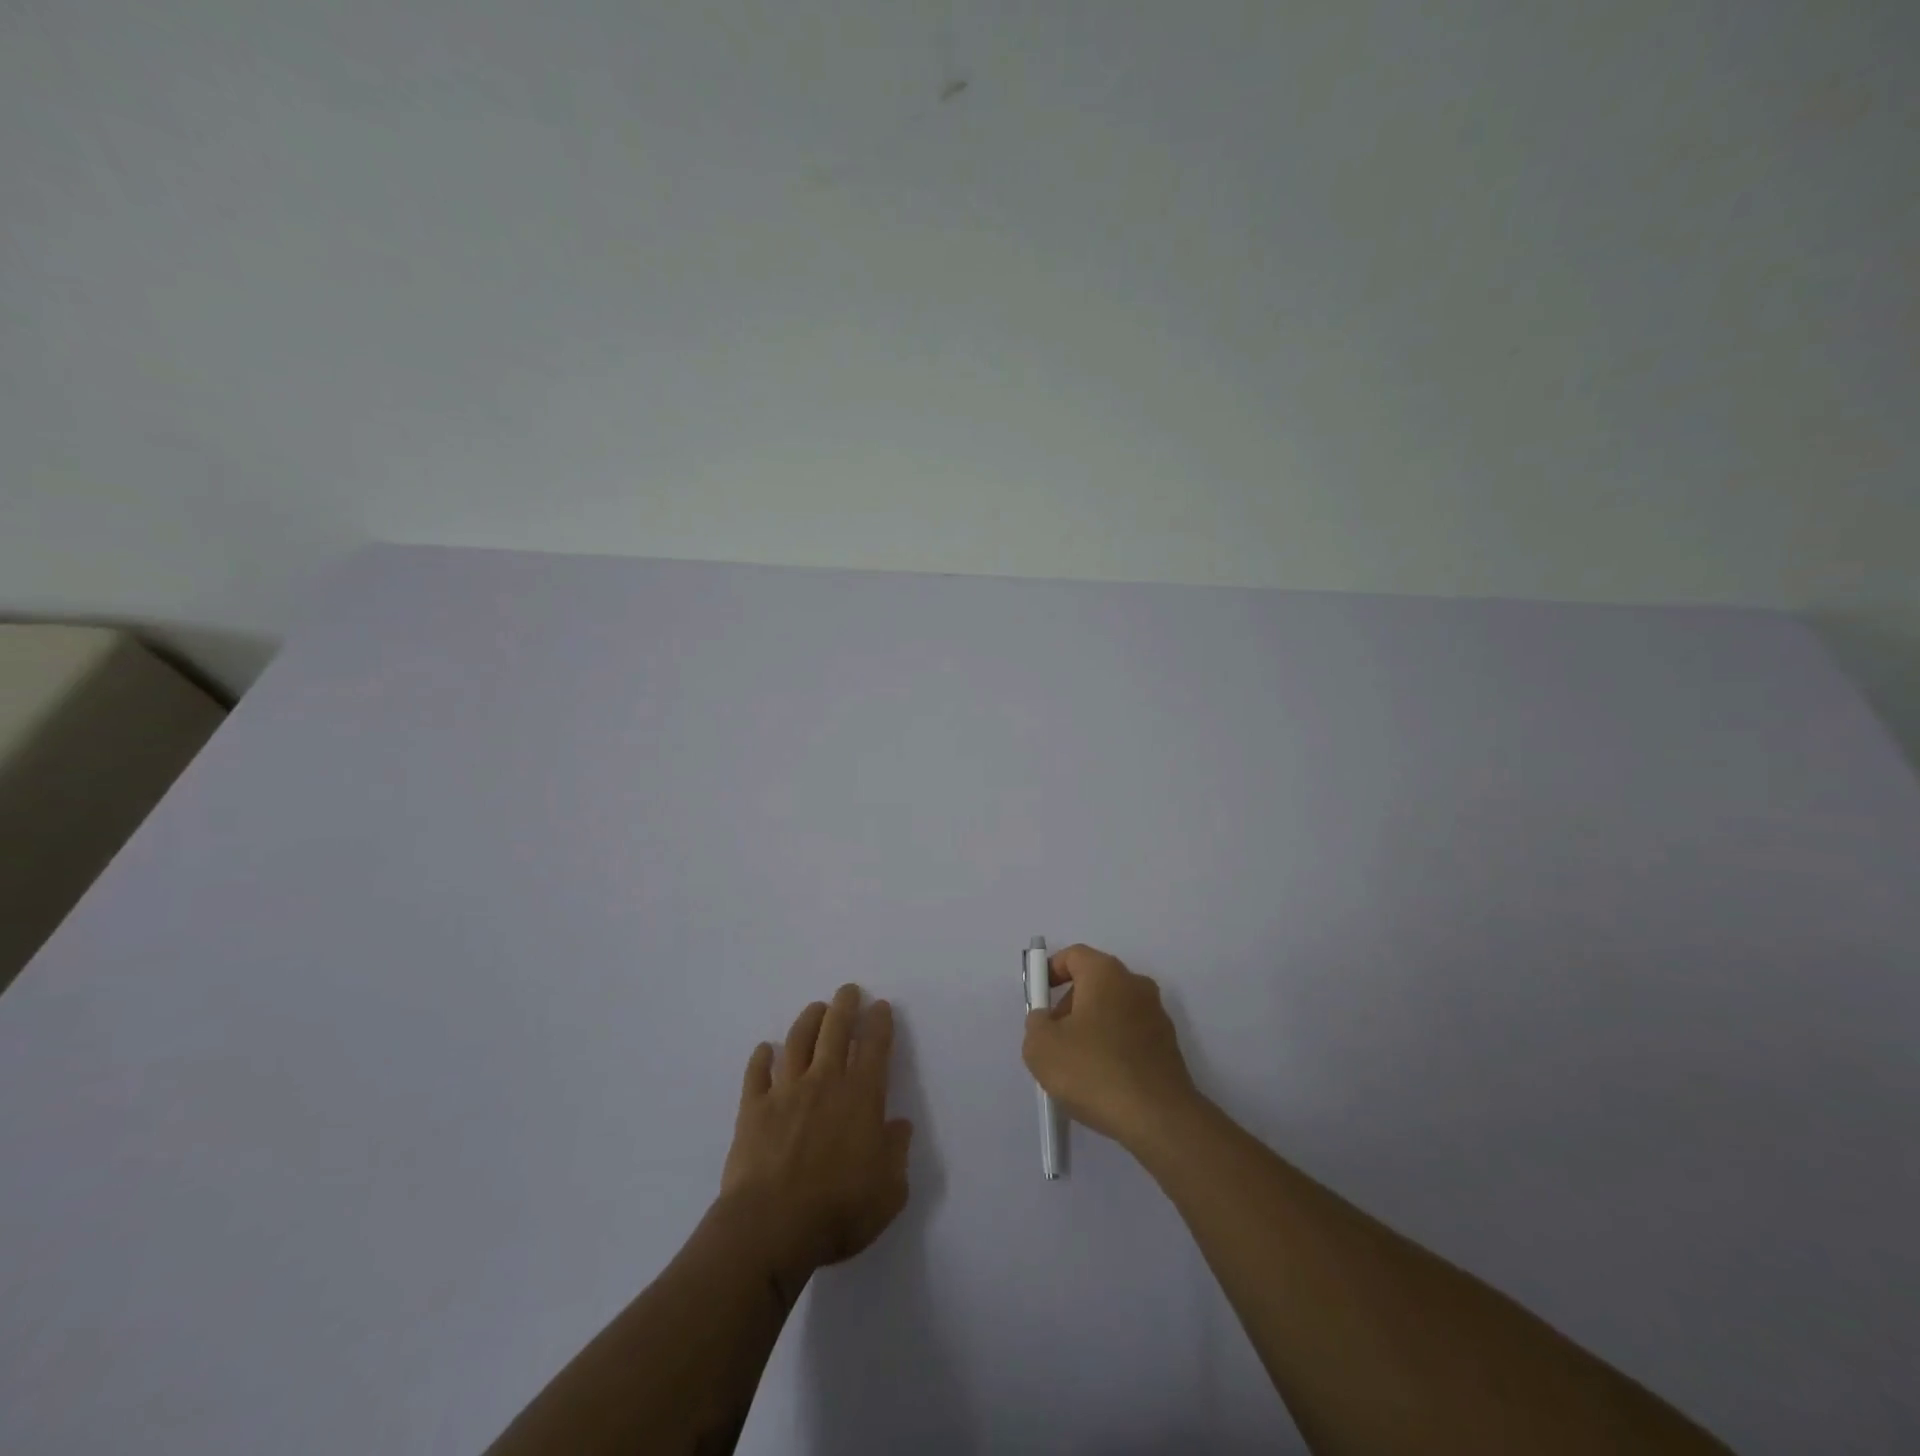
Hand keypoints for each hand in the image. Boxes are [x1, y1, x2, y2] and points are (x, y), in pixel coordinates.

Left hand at [716, 985, 912, 1290]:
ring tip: (816, 1008)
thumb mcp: (889, 1191)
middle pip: (835, 1031)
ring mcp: (786, 1092)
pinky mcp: (753, 1109)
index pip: (875, 1047)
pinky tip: (765, 1049)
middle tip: (848, 991)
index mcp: (861, 1097)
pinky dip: (761, 1058)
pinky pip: (757, 1074)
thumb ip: (897, 1153)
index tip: (881, 1006)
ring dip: (809, 1021)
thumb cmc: (839, 1211)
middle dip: (845, 1006)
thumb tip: (899, 1125)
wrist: (771, 1228)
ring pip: (798, 1041)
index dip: (880, 1023)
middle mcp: (825, 1083)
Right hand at [1022, 944, 1200, 1148]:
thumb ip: (1036, 1024)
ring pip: (1112, 1009)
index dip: (1050, 972)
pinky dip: (1113, 1047)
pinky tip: (1103, 1081)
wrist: (1158, 1119)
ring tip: (1077, 1067)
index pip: (1073, 955)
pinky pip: (1130, 1034)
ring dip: (1091, 1028)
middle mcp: (1135, 984)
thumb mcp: (1041, 1048)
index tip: (1039, 1001)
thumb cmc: (1094, 1071)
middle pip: (1094, 982)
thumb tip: (1047, 1021)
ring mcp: (1156, 1014)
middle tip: (1054, 1039)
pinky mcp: (1168, 1045)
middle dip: (1069, 1005)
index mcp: (1106, 973)